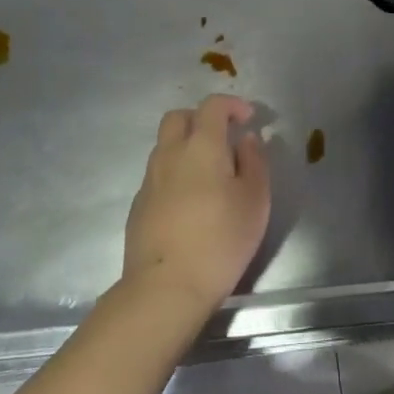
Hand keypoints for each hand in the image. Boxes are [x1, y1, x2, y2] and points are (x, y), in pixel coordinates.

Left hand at [122, 95, 271, 319]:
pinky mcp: (138, 205)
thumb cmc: (220, 240)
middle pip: (179, 117)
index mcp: (201, 146)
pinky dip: (175, 174)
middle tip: (223, 139)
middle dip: (201, 119)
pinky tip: (190, 202)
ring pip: (165, 146)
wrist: (165, 288)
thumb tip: (246, 138)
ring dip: (186, 147)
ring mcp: (149, 180)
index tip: (249, 119)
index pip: (212, 106)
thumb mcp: (255, 200)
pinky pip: (158, 174)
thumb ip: (254, 161)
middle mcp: (170, 154)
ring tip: (209, 174)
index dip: (232, 105)